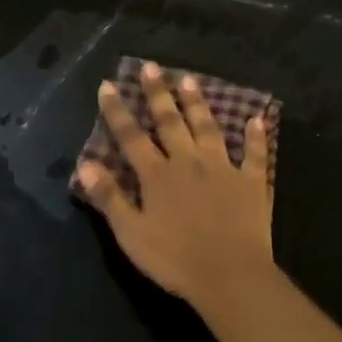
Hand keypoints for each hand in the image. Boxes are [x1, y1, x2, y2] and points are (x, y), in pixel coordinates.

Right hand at [76, 62, 274, 310]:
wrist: (230, 275)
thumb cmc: (175, 259)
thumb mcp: (131, 233)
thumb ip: (109, 198)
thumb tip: (84, 164)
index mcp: (157, 175)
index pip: (131, 136)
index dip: (117, 111)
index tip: (108, 85)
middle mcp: (188, 162)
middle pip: (170, 122)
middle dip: (158, 93)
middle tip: (152, 66)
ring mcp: (223, 169)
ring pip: (208, 128)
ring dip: (197, 104)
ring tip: (189, 79)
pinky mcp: (251, 183)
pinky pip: (255, 155)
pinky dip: (256, 137)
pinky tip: (257, 118)